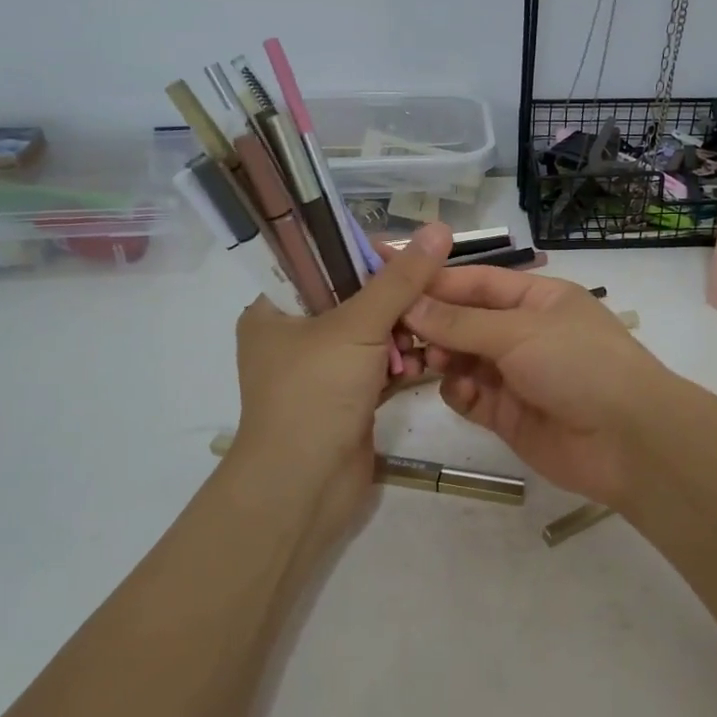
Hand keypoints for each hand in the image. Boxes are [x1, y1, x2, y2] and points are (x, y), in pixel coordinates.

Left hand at [231, 221, 452, 500]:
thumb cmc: (315, 394)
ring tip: (428, 339)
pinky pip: (379, 366)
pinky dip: (400, 365)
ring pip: (373, 333)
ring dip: (403, 335)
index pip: (325, 260)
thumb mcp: (357, 326)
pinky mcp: (346, 397)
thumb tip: (440, 228)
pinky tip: (421, 368)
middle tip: (433, 299)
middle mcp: (295, 334)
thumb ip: (400, 279)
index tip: (414, 258)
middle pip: (356, 297)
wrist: (303, 487)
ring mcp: (322, 369)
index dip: (370, 254)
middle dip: (396, 301)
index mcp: (276, 307)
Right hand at [404, 267, 689, 508]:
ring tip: (425, 362)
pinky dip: (459, 393)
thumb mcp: (520, 332)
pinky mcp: (508, 415)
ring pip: (463, 359)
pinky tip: (458, 392)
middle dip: (433, 324)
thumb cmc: (579, 364)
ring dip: (442, 358)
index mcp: (537, 299)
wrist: (627, 441)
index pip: (478, 282)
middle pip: (465, 321)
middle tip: (396, 331)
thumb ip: (461, 322)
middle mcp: (524, 333)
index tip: (391, 277)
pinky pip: (470, 397)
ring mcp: (516, 375)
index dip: (436, 280)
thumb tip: (410, 304)